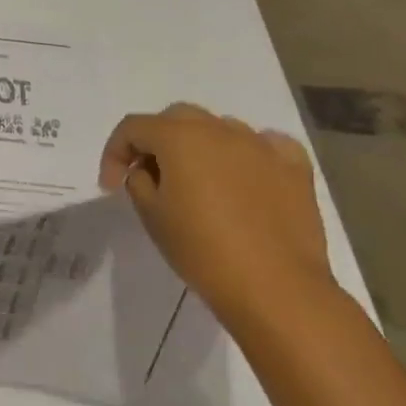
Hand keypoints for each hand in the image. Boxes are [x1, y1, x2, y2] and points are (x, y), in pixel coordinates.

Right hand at [99, 103, 340, 327]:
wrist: (275, 287)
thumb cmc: (201, 249)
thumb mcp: (151, 215)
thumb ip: (138, 181)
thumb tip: (147, 171)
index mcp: (179, 137)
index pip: (133, 127)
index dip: (114, 153)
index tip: (111, 186)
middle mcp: (220, 129)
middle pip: (176, 118)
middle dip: (156, 141)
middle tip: (149, 175)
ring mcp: (262, 146)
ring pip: (220, 128)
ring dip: (200, 146)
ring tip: (198, 181)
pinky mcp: (294, 168)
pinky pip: (265, 145)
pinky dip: (247, 154)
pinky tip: (244, 175)